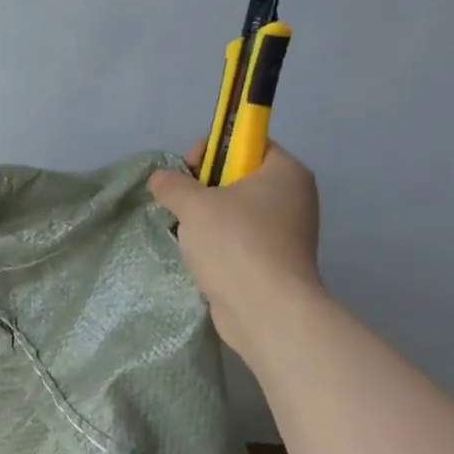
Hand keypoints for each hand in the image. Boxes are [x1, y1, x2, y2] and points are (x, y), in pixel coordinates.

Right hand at [149, 143, 324, 363]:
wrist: (266, 310)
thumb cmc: (235, 244)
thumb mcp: (194, 204)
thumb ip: (172, 184)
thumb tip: (160, 179)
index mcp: (285, 172)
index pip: (249, 143)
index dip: (215, 149)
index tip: (188, 169)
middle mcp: (293, 197)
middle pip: (240, 177)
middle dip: (204, 188)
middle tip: (182, 203)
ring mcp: (287, 233)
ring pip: (237, 212)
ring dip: (207, 219)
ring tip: (186, 233)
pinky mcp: (275, 262)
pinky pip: (240, 240)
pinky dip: (219, 244)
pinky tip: (200, 257)